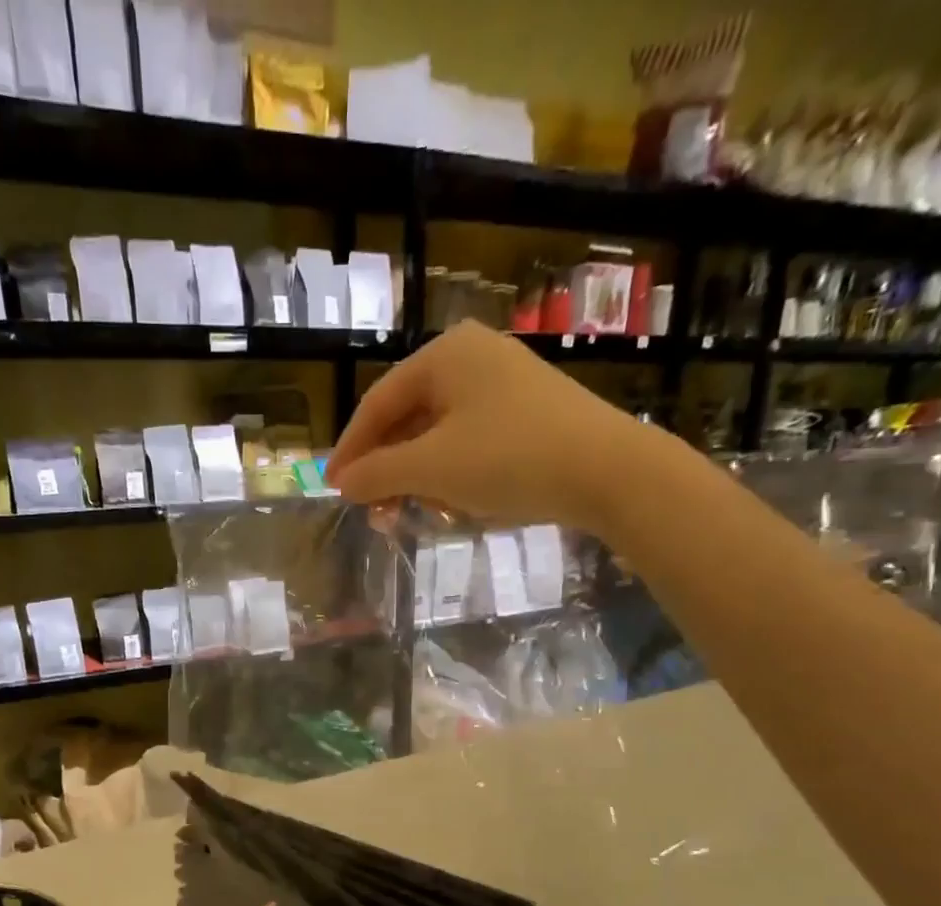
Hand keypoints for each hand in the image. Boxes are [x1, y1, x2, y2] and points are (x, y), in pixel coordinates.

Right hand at [326, 320, 683, 536]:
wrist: (607, 471)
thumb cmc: (509, 459)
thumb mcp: (431, 469)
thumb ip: (377, 473)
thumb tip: (342, 483)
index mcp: (444, 355)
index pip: (377, 403)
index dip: (350, 449)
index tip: (333, 487)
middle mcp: (472, 358)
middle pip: (407, 418)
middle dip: (387, 470)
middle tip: (373, 512)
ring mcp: (504, 384)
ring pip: (438, 434)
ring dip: (417, 478)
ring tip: (412, 514)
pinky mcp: (527, 413)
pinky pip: (469, 442)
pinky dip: (450, 474)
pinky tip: (452, 504)